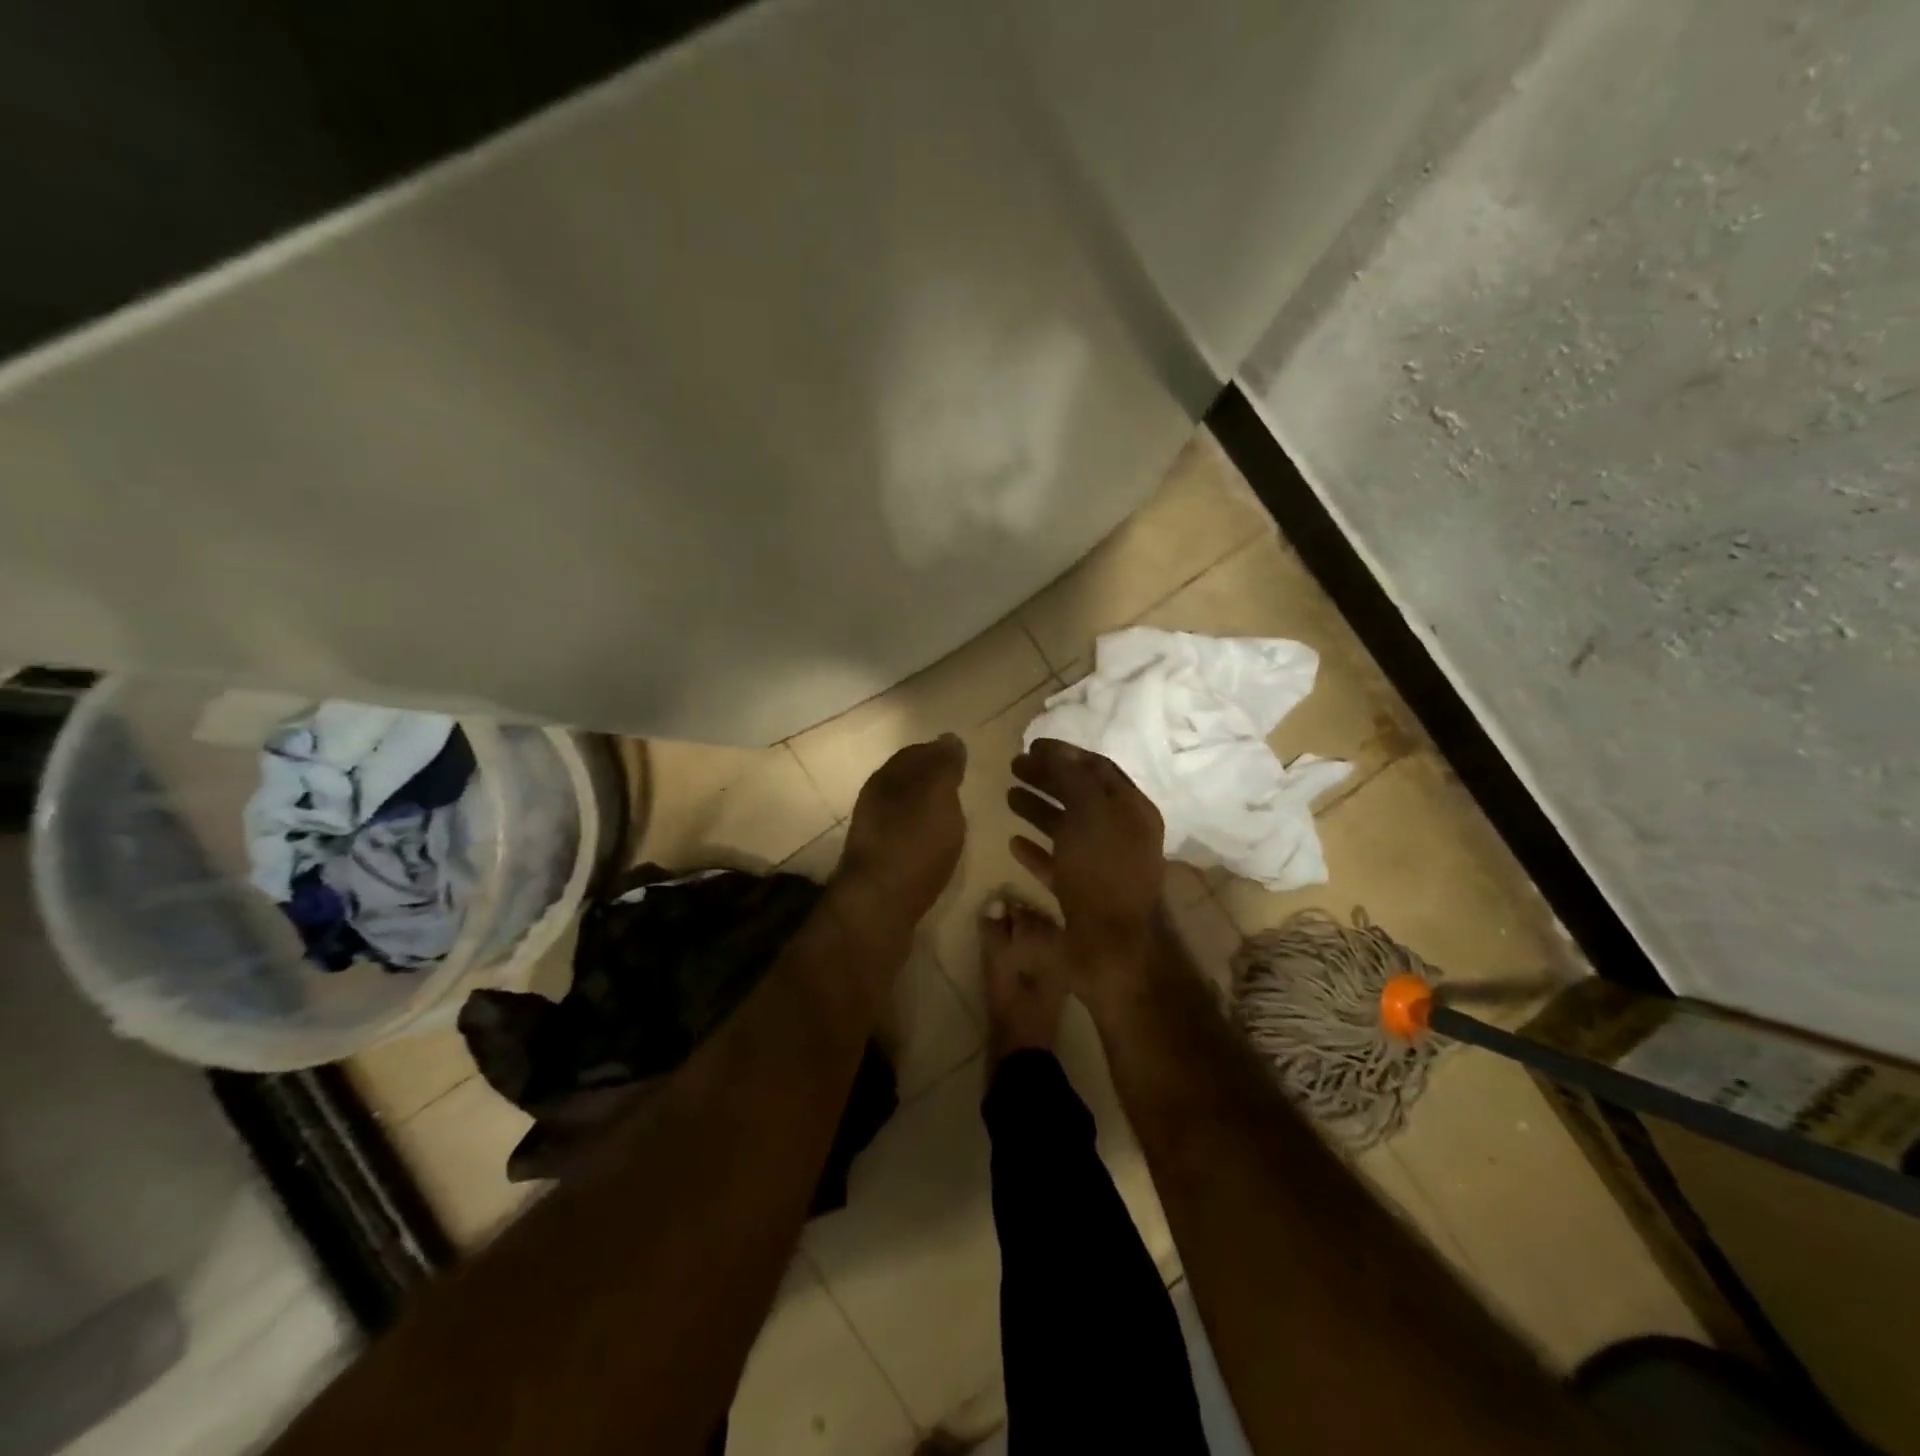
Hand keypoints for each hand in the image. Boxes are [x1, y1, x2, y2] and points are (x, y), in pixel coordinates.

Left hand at [835, 734, 968, 930]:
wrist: (879, 908)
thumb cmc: (912, 844)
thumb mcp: (937, 795)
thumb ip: (944, 765)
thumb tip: (949, 739)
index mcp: (886, 779)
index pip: (914, 753)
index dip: (939, 752)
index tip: (963, 758)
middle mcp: (875, 802)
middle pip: (907, 781)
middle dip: (933, 779)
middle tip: (963, 785)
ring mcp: (875, 835)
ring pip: (905, 810)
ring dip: (928, 809)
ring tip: (955, 816)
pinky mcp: (881, 865)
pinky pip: (906, 838)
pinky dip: (924, 835)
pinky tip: (938, 846)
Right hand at [1008, 739, 1166, 993]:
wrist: (1111, 948)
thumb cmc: (1102, 871)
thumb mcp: (1090, 813)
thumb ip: (1073, 777)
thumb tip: (1056, 751)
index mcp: (1130, 810)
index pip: (1097, 768)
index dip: (1065, 753)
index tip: (1032, 744)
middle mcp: (1119, 833)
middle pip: (1079, 795)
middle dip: (1047, 778)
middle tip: (1012, 766)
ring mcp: (1101, 865)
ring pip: (1066, 828)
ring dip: (1037, 809)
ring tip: (1007, 795)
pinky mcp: (1082, 894)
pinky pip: (1057, 863)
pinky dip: (1037, 849)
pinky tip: (1013, 841)